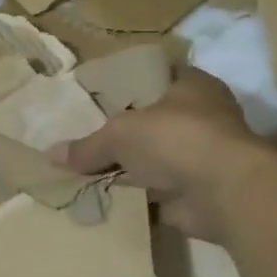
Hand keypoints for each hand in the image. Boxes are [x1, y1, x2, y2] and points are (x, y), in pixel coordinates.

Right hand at [50, 69, 272, 243]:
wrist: (225, 192)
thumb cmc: (176, 139)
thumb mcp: (119, 134)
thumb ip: (86, 146)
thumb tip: (51, 155)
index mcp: (192, 86)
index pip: (156, 77)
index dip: (127, 85)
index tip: (97, 97)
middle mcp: (202, 117)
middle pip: (153, 121)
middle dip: (124, 132)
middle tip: (86, 137)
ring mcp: (203, 156)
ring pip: (155, 158)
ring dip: (131, 168)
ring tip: (88, 171)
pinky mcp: (199, 190)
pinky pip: (157, 191)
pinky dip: (137, 197)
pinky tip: (105, 199)